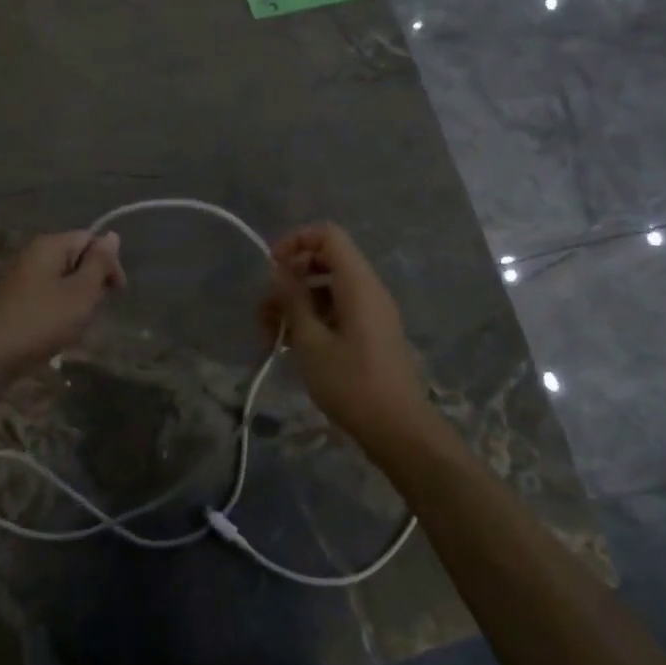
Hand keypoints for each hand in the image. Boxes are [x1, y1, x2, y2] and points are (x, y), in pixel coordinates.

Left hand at [0, 231, 125, 373]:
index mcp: (50, 245)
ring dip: (76, 300)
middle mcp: (33, 254)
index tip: (117, 292)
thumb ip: (99, 263)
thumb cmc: (42, 320)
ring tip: (78, 325)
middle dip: (92, 283)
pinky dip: (58, 311)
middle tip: (96, 311)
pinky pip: (46, 296)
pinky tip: (58, 332)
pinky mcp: (13, 300)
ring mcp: (20, 277)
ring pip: (62, 281)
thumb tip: (112, 235)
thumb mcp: (81, 292)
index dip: (109, 263)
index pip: (91, 240)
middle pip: (76, 259)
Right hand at [261, 223, 425, 442]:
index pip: (328, 235)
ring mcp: (372, 312)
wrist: (399, 429)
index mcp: (358, 283)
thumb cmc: (351, 383)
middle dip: (292, 275)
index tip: (271, 266)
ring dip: (298, 300)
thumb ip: (293, 301)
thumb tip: (278, 271)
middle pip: (328, 260)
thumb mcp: (311, 342)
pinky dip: (314, 317)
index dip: (297, 241)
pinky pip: (339, 309)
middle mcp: (368, 289)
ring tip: (269, 329)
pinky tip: (290, 342)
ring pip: (330, 288)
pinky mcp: (371, 332)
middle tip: (266, 303)